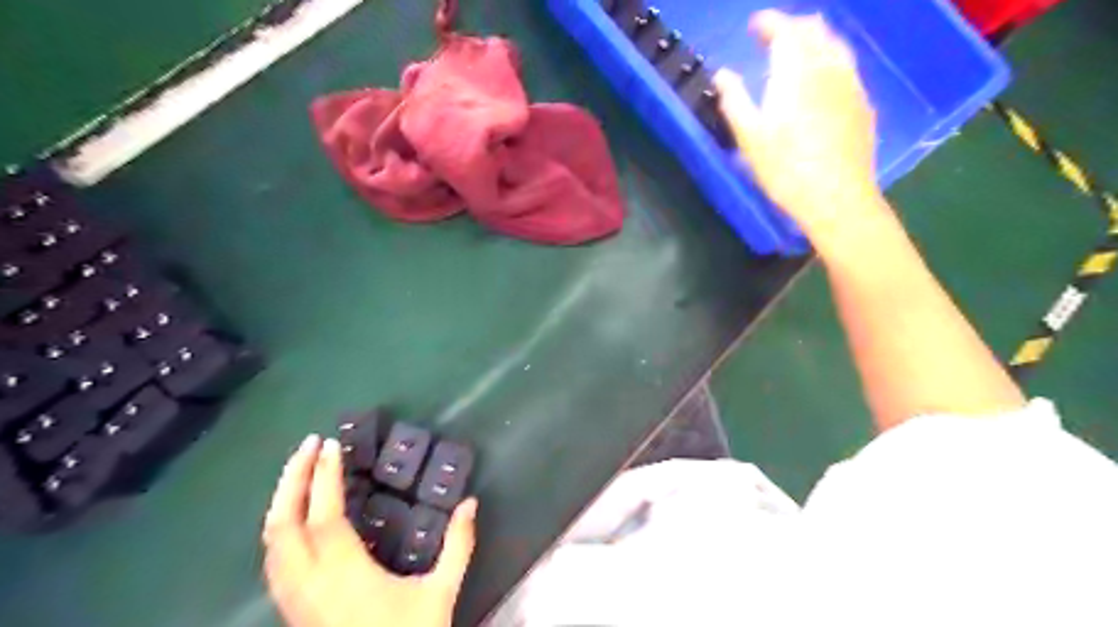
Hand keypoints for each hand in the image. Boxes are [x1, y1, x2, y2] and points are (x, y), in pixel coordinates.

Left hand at [265, 436, 477, 626]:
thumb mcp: (440, 593)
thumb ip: (458, 545)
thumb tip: (470, 503)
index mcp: (346, 576)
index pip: (324, 518)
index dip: (323, 478)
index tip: (330, 445)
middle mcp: (309, 585)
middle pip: (283, 525)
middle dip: (292, 479)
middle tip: (309, 445)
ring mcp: (294, 600)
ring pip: (270, 543)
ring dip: (281, 500)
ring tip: (300, 470)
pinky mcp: (291, 610)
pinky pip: (272, 560)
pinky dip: (280, 527)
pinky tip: (294, 517)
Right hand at [710, 10, 886, 244]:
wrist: (836, 197)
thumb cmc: (785, 168)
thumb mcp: (749, 137)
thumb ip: (734, 99)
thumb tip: (722, 74)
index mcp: (797, 70)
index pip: (785, 29)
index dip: (768, 22)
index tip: (754, 25)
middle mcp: (828, 66)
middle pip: (815, 29)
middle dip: (792, 27)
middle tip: (772, 39)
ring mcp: (851, 83)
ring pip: (835, 44)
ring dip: (814, 41)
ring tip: (796, 55)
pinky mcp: (863, 103)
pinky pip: (846, 66)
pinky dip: (829, 61)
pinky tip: (821, 82)